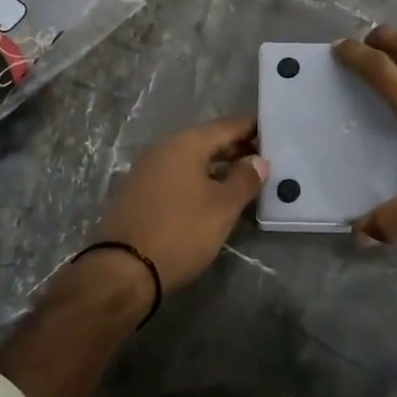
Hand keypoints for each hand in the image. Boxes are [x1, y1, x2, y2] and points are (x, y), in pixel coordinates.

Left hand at [92, 115, 268, 291]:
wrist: (122, 270)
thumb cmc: (180, 232)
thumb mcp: (222, 208)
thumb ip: (245, 179)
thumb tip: (257, 160)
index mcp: (185, 144)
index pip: (226, 125)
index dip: (251, 128)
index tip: (274, 135)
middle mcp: (163, 149)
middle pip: (207, 141)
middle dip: (235, 149)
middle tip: (263, 161)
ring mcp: (146, 170)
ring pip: (190, 160)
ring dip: (216, 167)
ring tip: (242, 181)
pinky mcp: (137, 193)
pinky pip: (175, 176)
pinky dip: (196, 180)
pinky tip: (210, 197)